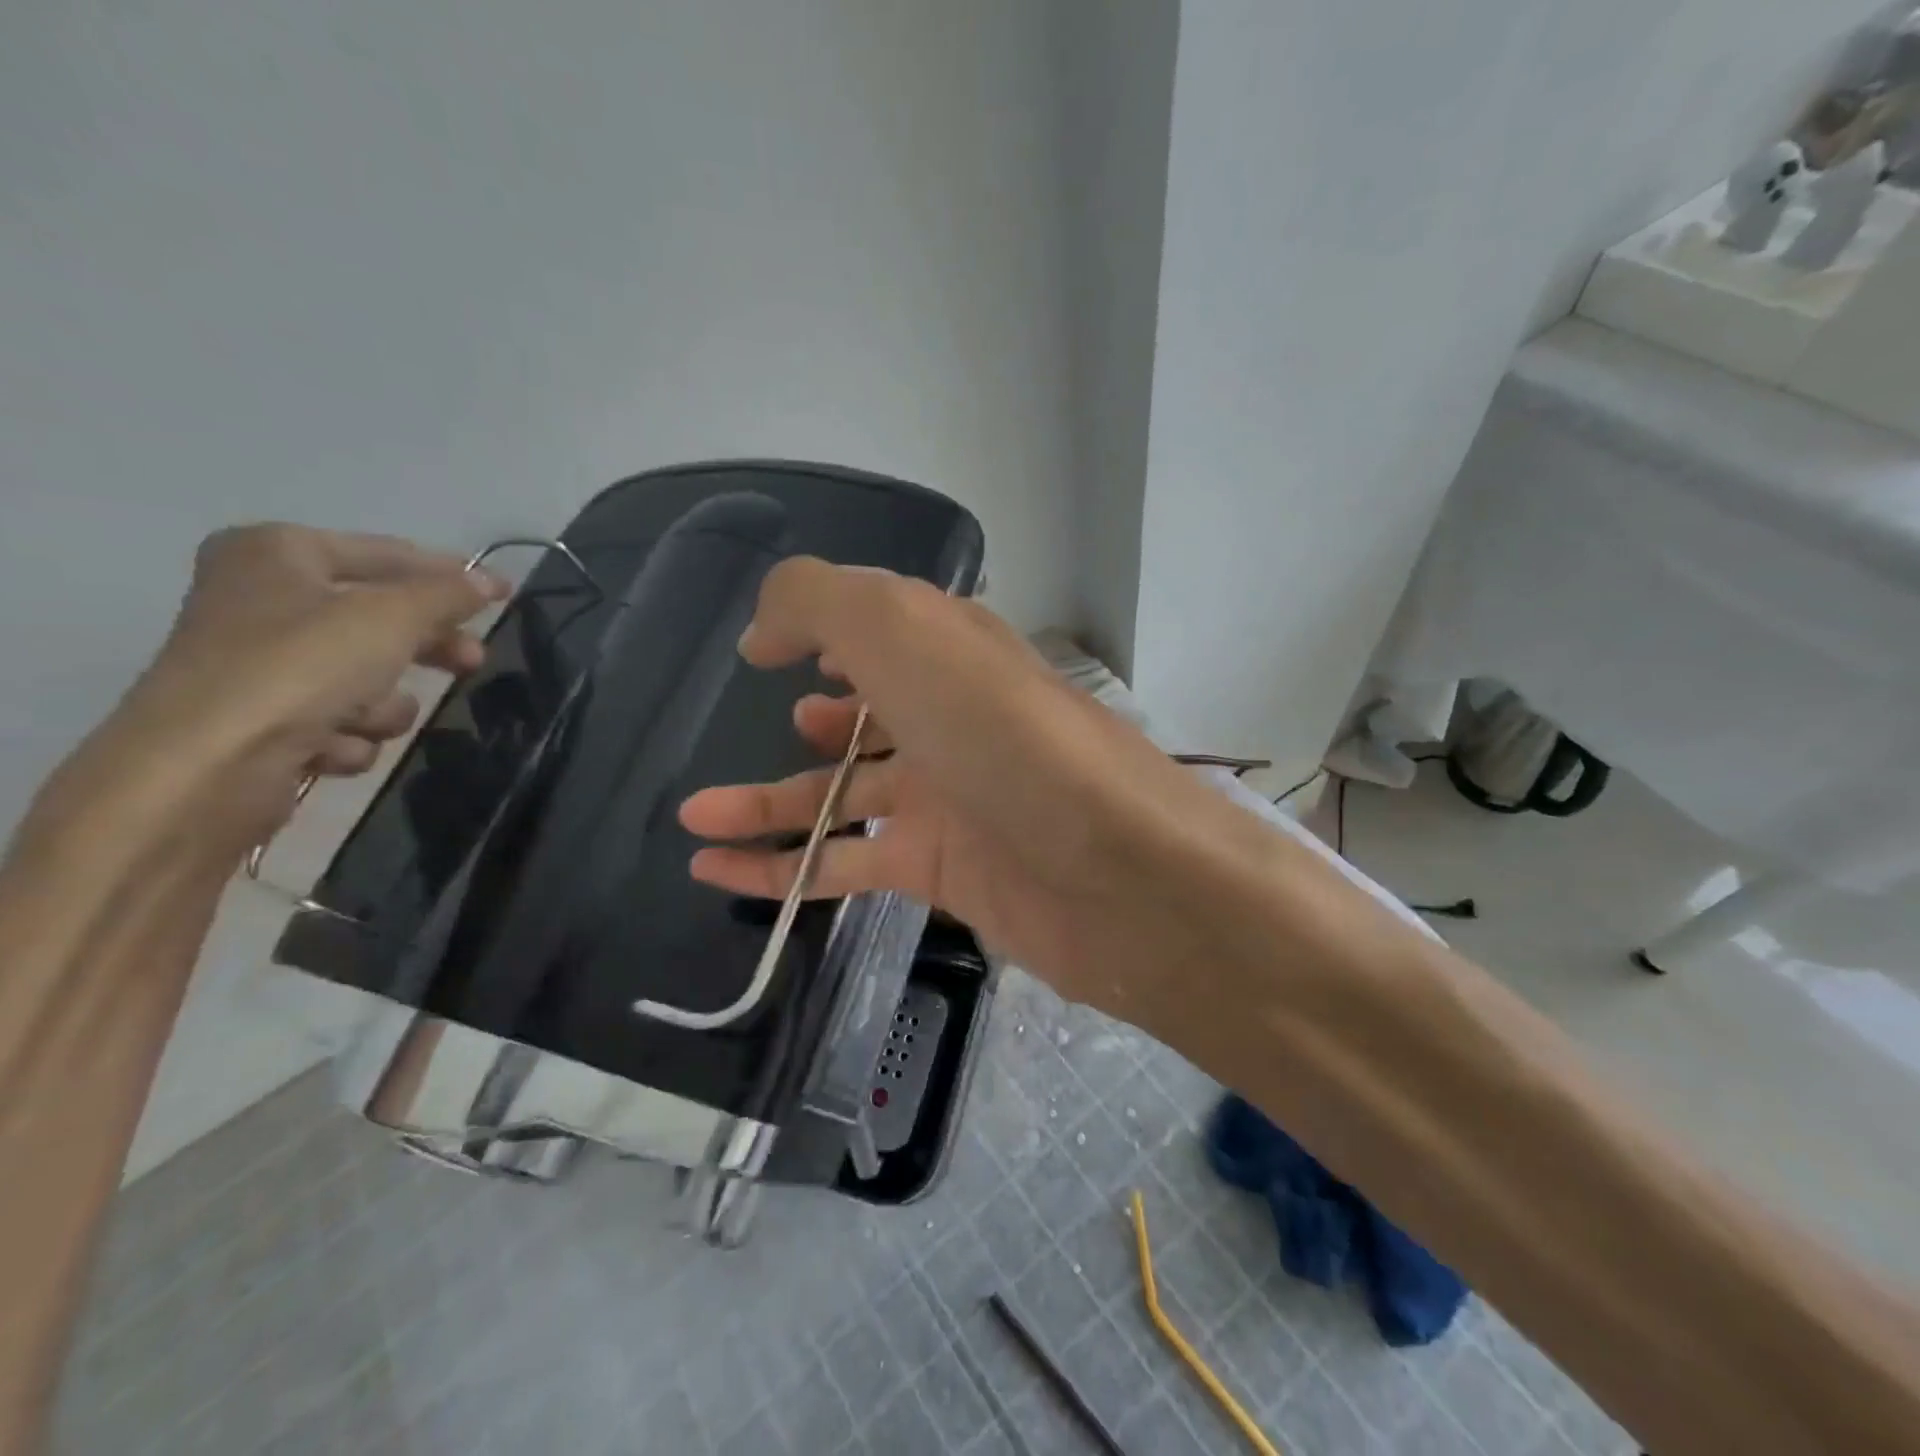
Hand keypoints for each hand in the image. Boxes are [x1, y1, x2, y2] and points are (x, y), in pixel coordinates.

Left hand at [53, 525, 505, 861]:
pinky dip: (347, 735)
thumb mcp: (392, 617)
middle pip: (381, 619)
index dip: (451, 574)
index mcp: (278, 554)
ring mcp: (261, 663)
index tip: (504, 594)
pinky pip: (338, 720)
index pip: (387, 554)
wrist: (207, 767)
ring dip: (381, 704)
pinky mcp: (263, 719)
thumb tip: (489, 582)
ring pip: (366, 676)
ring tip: (365, 719)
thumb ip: (447, 595)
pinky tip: (330, 748)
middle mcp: (263, 599)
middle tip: (472, 661)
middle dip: (426, 648)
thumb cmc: (300, 668)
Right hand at [678, 559, 1282, 1020]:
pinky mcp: (943, 870)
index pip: (883, 628)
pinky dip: (783, 868)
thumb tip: (766, 632)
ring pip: (842, 796)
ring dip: (768, 803)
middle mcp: (953, 720)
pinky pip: (847, 864)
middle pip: (868, 714)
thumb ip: (820, 603)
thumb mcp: (902, 629)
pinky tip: (716, 870)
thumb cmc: (1003, 733)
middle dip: (812, 720)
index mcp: (952, 653)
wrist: (1114, 870)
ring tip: (694, 813)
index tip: (765, 650)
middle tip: (763, 725)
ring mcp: (949, 798)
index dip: (825, 630)